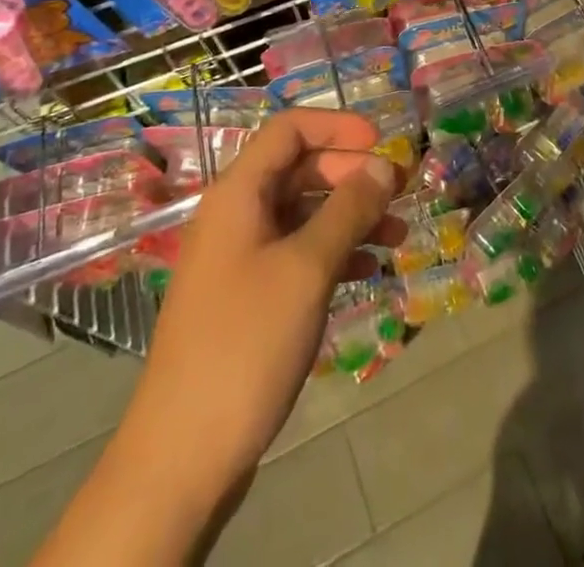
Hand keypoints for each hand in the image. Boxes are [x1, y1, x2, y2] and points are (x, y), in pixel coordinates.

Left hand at [122, 111, 401, 489]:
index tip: (382, 142)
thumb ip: (347, 209)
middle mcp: (235, 215)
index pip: (289, 130)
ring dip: (350, 216)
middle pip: (298, 169)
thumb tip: (382, 165)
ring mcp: (238, 258)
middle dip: (351, 174)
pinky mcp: (246, 298)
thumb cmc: (246, 343)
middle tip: (401, 191)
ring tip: (398, 235)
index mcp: (238, 193)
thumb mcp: (306, 268)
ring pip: (302, 214)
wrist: (182, 456)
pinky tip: (368, 269)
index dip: (337, 127)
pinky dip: (333, 252)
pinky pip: (296, 253)